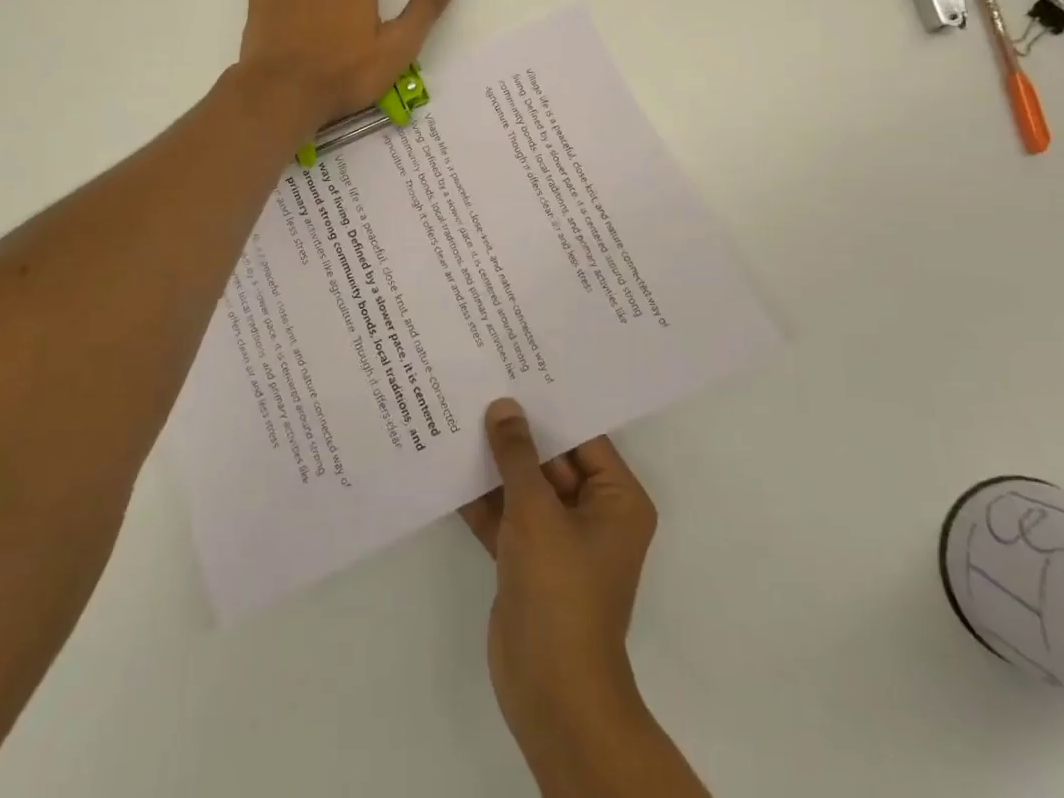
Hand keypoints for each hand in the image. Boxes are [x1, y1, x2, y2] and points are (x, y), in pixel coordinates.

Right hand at [460, 399, 660, 770]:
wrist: (550, 692)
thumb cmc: (560, 590)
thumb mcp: (537, 511)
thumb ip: (517, 455)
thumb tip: (503, 406)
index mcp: (616, 500)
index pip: (583, 437)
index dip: (548, 406)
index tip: (515, 371)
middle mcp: (593, 514)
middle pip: (552, 460)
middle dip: (515, 433)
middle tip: (480, 387)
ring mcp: (560, 540)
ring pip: (525, 487)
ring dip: (494, 464)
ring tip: (457, 417)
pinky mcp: (529, 561)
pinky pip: (507, 516)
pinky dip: (482, 499)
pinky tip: (447, 467)